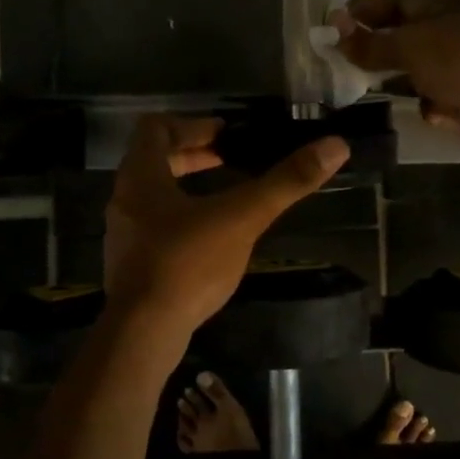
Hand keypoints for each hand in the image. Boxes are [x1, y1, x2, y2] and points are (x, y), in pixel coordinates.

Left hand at [104, 115, 348, 334]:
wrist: (142, 333)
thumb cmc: (186, 264)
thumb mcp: (242, 218)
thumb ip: (286, 182)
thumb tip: (335, 146)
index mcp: (140, 176)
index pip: (156, 128)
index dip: (192, 124)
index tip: (226, 135)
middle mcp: (124, 198)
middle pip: (154, 160)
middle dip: (194, 155)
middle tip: (231, 159)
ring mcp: (124, 234)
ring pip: (153, 195)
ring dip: (186, 186)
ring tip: (226, 196)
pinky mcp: (130, 264)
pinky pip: (154, 225)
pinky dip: (181, 218)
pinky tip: (211, 238)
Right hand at [333, 0, 459, 155]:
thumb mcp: (409, 45)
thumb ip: (370, 43)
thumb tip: (335, 32)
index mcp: (448, 4)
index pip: (399, 1)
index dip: (367, 13)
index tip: (336, 27)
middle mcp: (459, 30)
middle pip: (410, 38)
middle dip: (381, 51)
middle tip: (347, 63)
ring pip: (423, 71)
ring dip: (405, 82)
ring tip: (376, 90)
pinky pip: (441, 99)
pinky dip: (435, 106)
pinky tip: (435, 111)